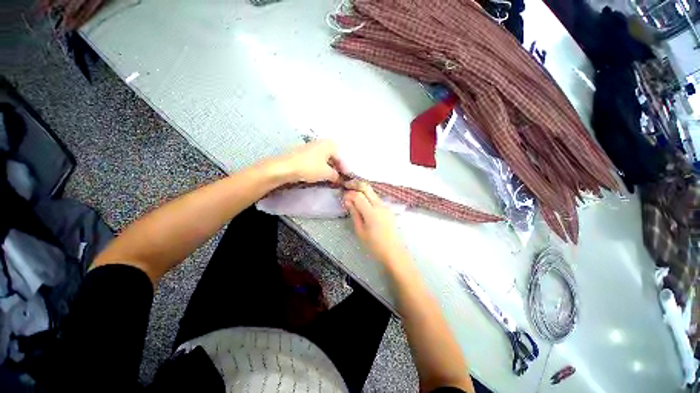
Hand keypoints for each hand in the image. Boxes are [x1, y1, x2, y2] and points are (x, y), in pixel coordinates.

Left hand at [273, 140, 343, 183]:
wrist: (285, 167)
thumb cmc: (310, 167)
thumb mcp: (327, 173)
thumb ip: (336, 176)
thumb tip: (340, 179)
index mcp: (330, 144)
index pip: (342, 157)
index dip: (345, 169)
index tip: (346, 178)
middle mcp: (322, 142)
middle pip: (334, 156)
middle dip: (338, 168)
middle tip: (340, 178)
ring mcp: (313, 146)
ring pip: (326, 158)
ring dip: (330, 168)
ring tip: (332, 178)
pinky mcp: (305, 152)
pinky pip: (318, 159)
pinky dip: (322, 167)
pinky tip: (322, 174)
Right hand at [343, 180, 408, 264]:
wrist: (394, 252)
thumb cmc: (375, 245)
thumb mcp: (360, 231)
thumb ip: (354, 214)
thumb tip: (348, 201)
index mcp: (372, 212)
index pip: (358, 195)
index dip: (349, 194)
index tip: (342, 197)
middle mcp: (380, 205)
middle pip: (367, 187)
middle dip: (355, 184)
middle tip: (346, 185)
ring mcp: (385, 206)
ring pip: (372, 192)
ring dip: (361, 190)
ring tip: (352, 193)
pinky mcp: (388, 209)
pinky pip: (376, 198)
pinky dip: (367, 196)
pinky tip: (362, 202)